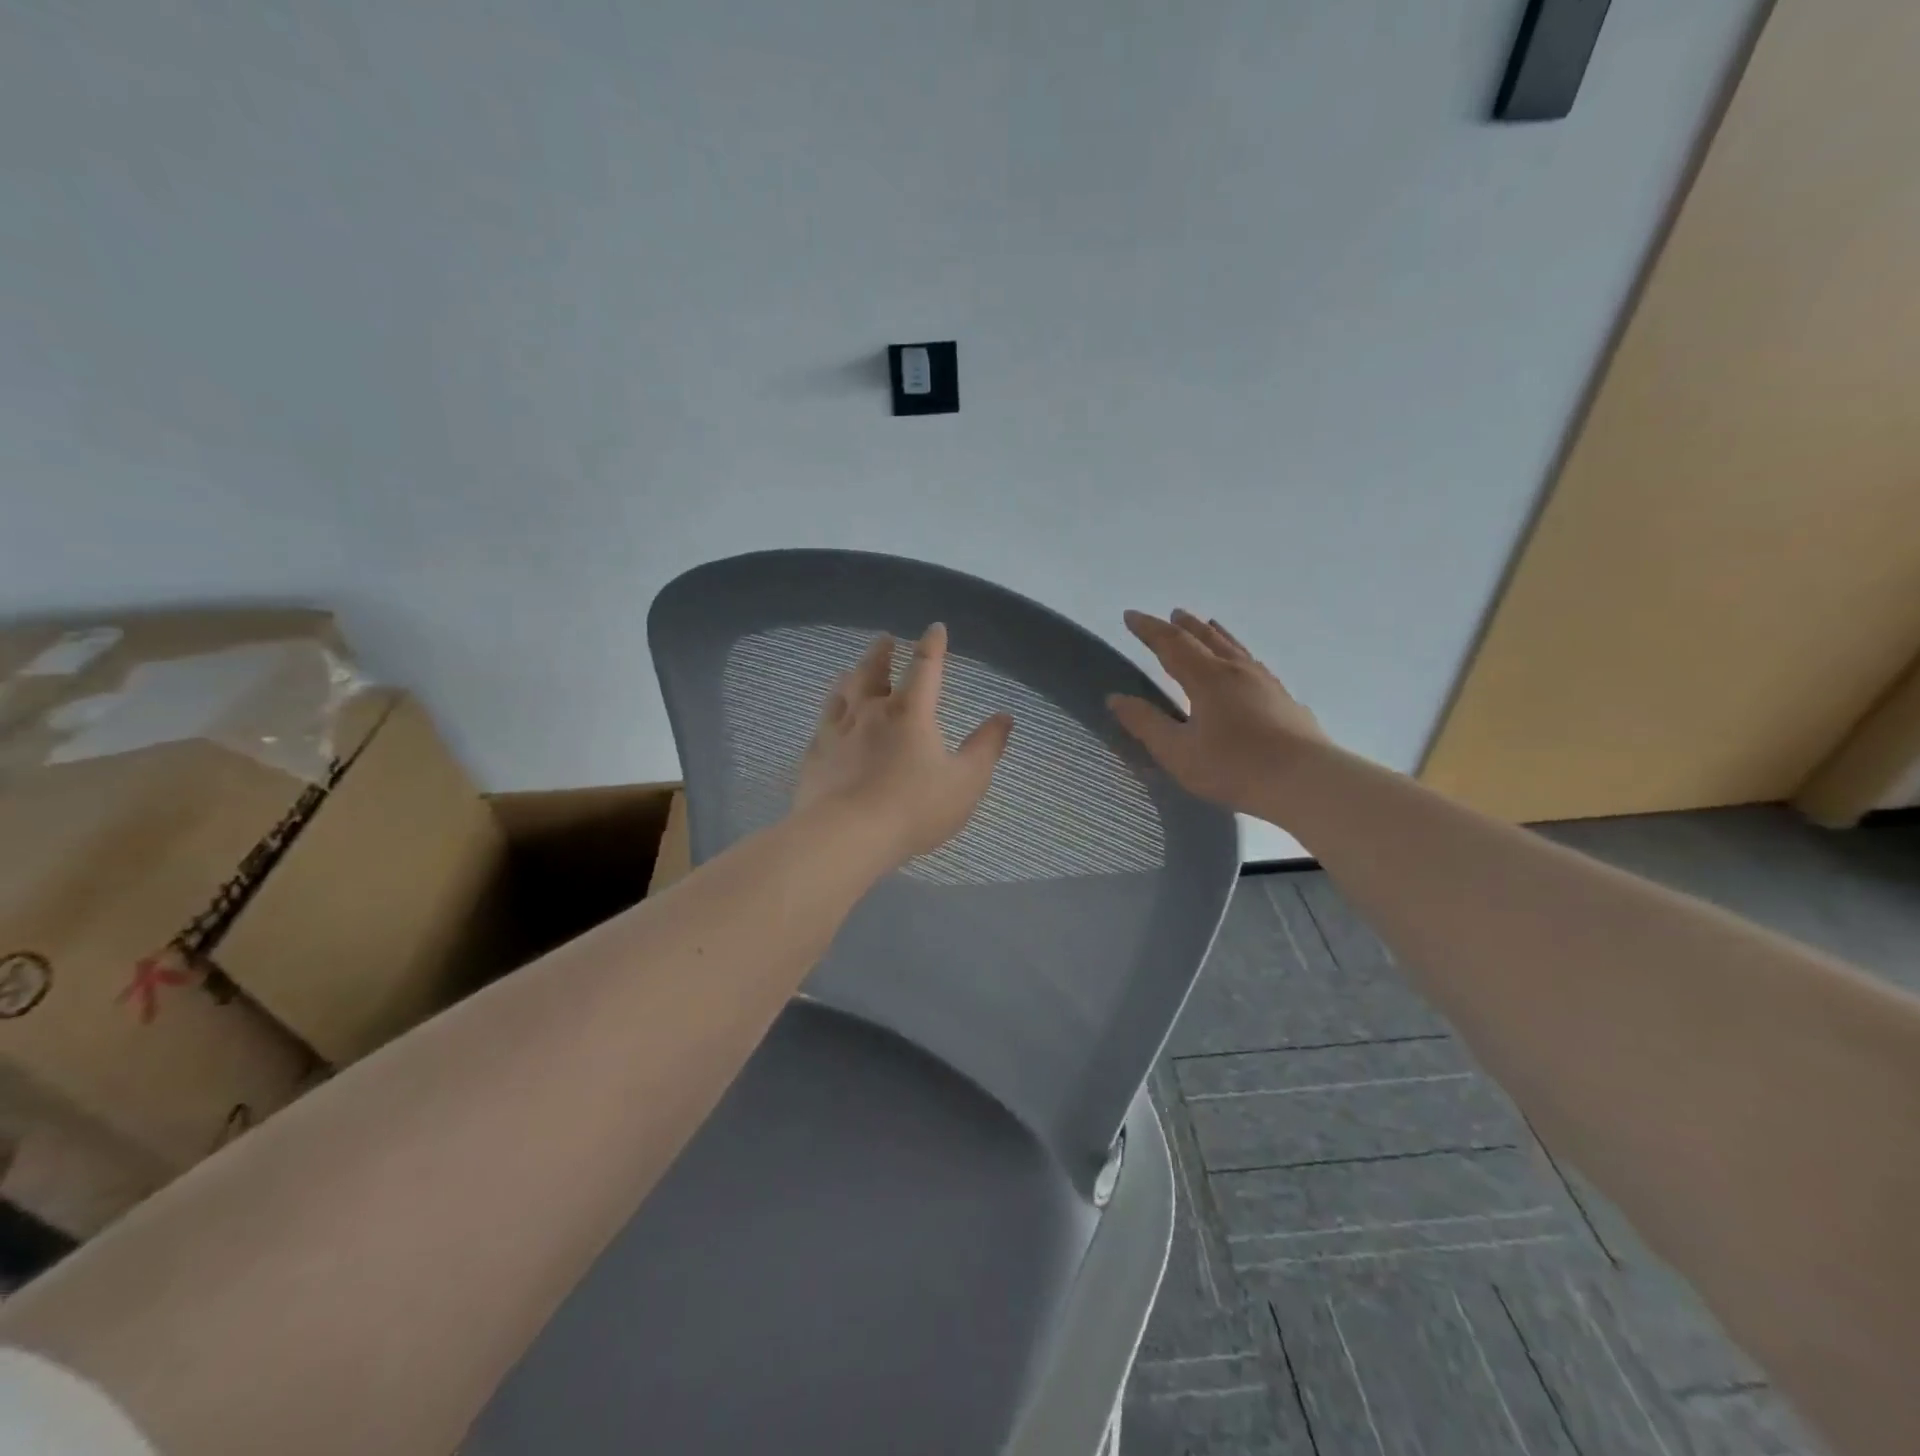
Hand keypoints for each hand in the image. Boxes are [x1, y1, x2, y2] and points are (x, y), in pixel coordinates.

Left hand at [793, 623, 1013, 867]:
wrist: (847, 835)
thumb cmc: (914, 808)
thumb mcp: (965, 782)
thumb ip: (986, 748)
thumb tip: (1004, 717)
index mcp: (910, 712)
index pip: (925, 667)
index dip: (932, 646)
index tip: (935, 629)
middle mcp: (871, 711)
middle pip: (874, 671)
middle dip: (883, 653)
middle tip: (885, 640)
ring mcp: (838, 731)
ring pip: (844, 691)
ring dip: (853, 675)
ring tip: (853, 669)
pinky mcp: (816, 754)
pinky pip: (823, 722)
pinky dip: (831, 711)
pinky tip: (830, 717)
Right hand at [1108, 609, 1326, 812]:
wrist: (1306, 781)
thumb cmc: (1234, 767)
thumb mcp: (1178, 752)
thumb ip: (1146, 724)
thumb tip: (1115, 698)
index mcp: (1207, 678)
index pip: (1171, 644)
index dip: (1149, 629)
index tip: (1130, 616)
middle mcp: (1237, 671)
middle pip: (1207, 639)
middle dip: (1185, 626)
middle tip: (1172, 613)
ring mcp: (1266, 683)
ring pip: (1235, 648)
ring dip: (1216, 634)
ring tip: (1209, 624)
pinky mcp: (1285, 700)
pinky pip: (1255, 665)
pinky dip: (1240, 655)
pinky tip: (1247, 667)